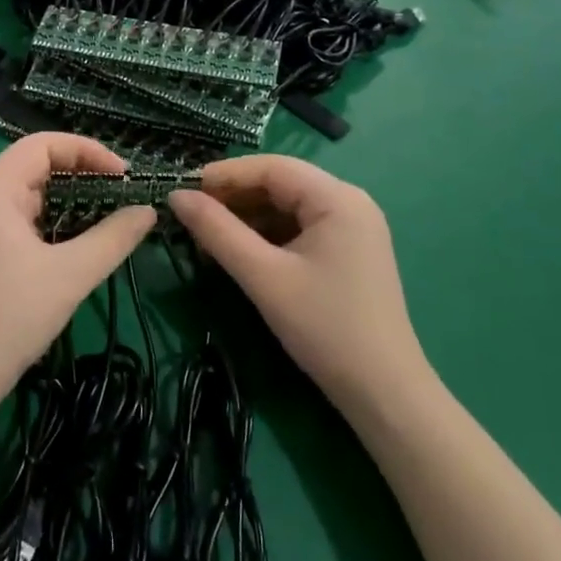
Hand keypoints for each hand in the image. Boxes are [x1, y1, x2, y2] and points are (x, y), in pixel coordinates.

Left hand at [0, 133, 156, 411]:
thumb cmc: (10, 318)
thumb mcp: (70, 275)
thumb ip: (113, 238)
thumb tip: (148, 211)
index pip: (42, 144)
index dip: (87, 151)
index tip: (124, 176)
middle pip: (33, 165)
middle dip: (80, 174)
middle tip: (120, 196)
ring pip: (26, 195)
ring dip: (66, 200)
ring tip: (105, 219)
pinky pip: (17, 220)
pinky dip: (49, 222)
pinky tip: (73, 245)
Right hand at [168, 156, 426, 415]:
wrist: (384, 393)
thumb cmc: (324, 327)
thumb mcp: (263, 276)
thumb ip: (217, 231)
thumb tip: (176, 196)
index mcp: (337, 198)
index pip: (271, 167)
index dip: (224, 174)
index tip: (183, 190)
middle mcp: (349, 202)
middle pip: (280, 184)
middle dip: (234, 198)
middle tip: (191, 216)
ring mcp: (352, 228)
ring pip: (287, 207)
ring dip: (247, 218)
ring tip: (207, 238)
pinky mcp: (348, 252)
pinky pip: (299, 229)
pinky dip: (267, 236)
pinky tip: (239, 253)